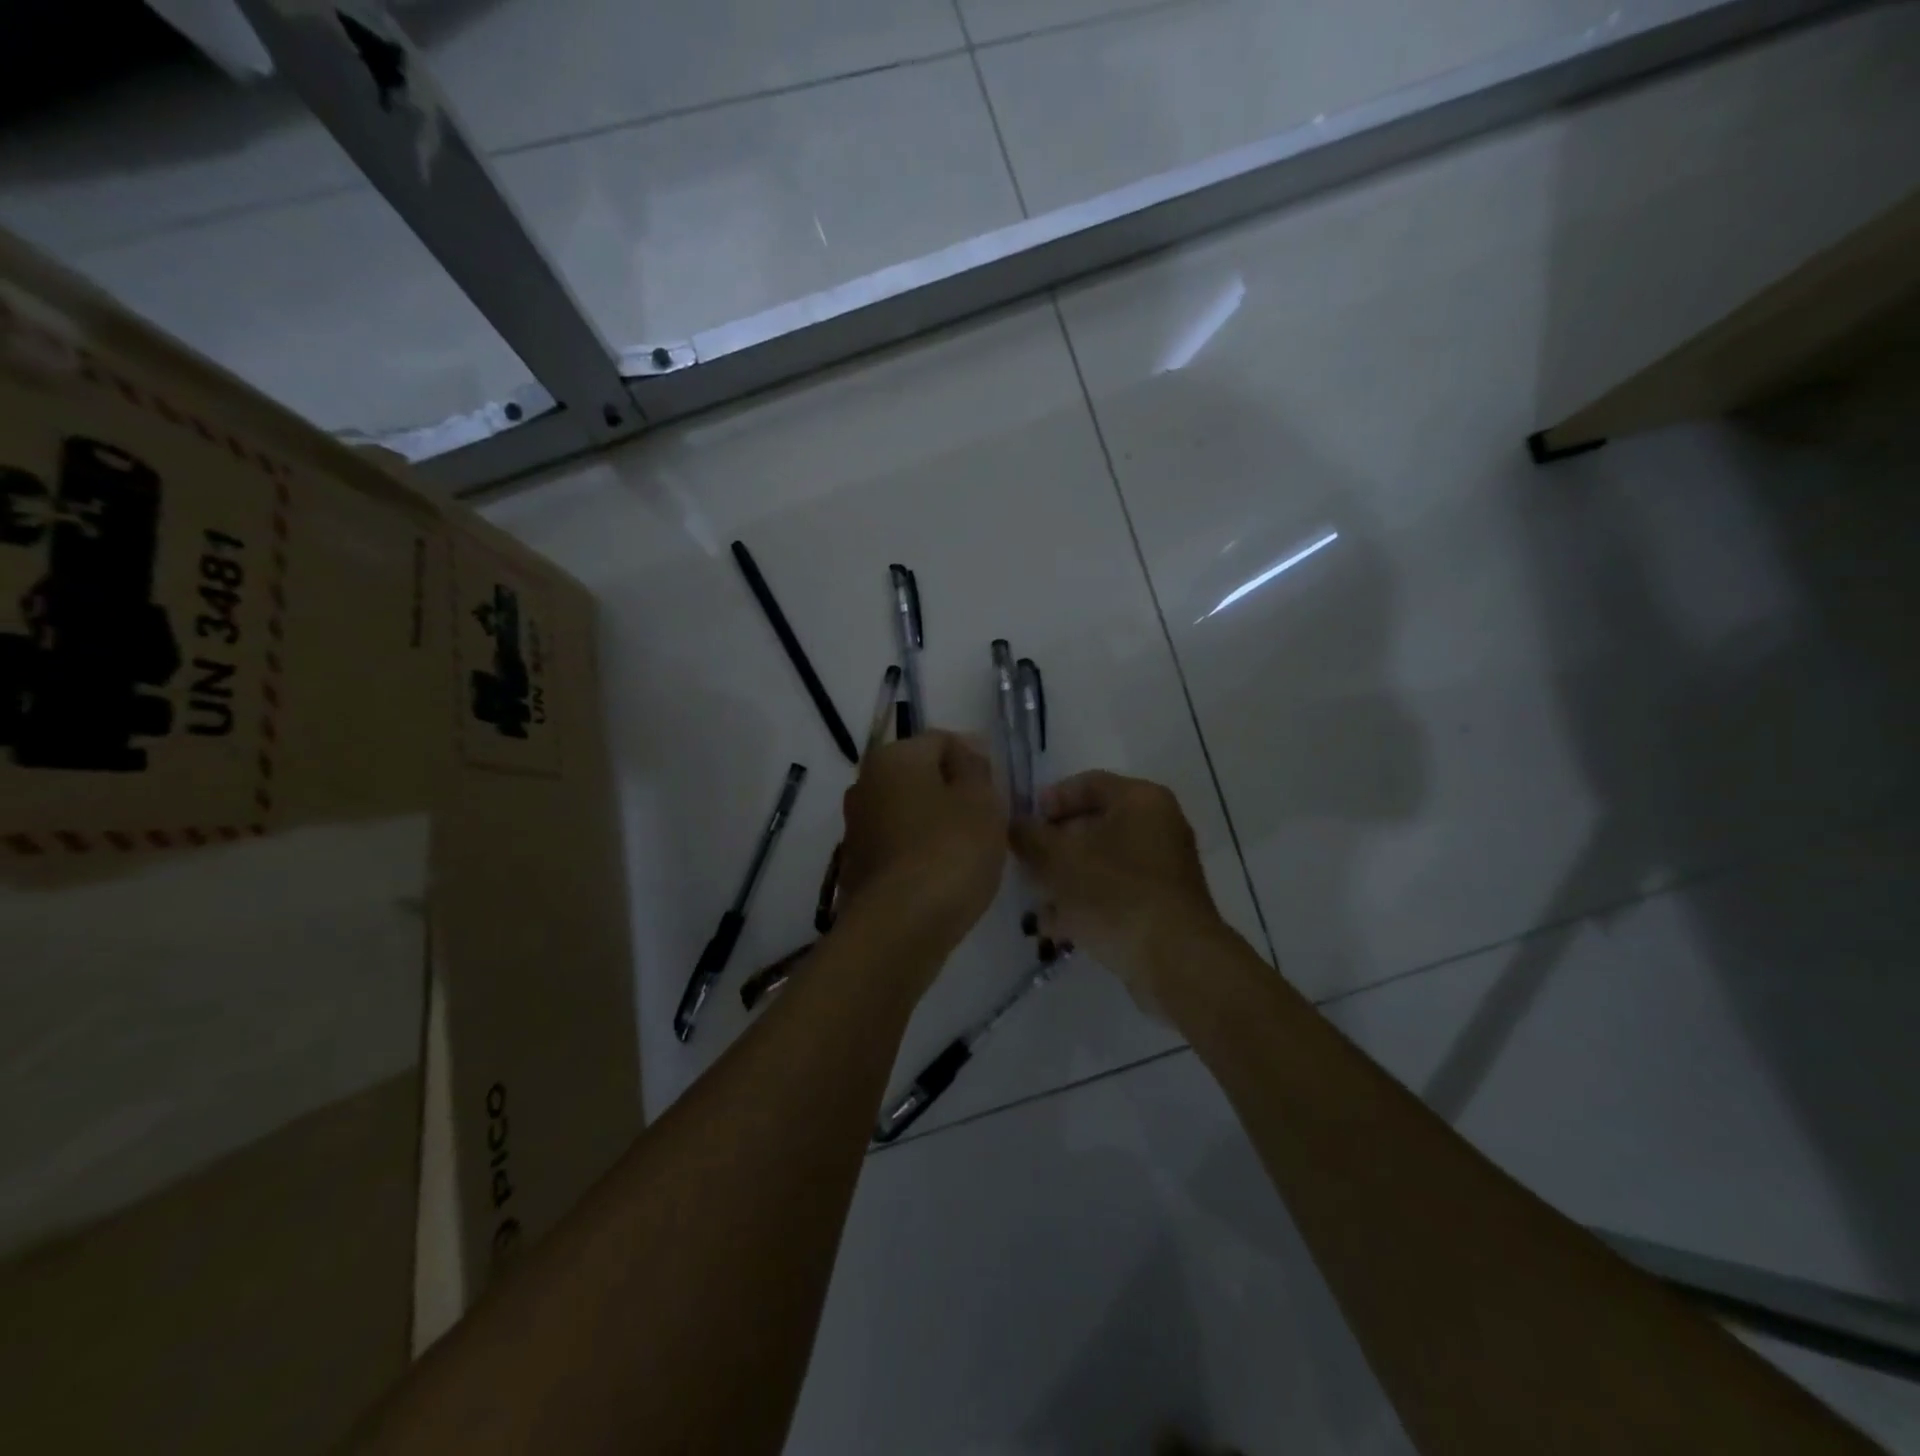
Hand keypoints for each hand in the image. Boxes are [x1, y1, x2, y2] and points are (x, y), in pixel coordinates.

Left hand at [837, 731, 1007, 971]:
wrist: (899, 927)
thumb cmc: (949, 852)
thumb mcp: (981, 801)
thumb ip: (976, 769)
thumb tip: (964, 756)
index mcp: (893, 757)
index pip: (942, 740)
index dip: (975, 759)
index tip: (999, 790)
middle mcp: (865, 784)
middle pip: (921, 776)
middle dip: (954, 791)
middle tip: (988, 820)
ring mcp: (856, 827)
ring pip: (909, 811)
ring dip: (937, 823)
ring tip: (969, 851)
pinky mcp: (856, 865)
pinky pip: (898, 845)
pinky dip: (920, 852)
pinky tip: (943, 875)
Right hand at [1010, 771, 1227, 1012]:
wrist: (1175, 961)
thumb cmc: (1115, 895)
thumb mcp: (1059, 861)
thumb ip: (1029, 836)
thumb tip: (1014, 824)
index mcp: (1140, 800)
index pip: (1087, 783)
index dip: (1049, 800)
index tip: (1022, 824)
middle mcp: (1159, 825)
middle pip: (1093, 824)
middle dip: (1054, 846)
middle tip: (1025, 865)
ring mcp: (1164, 867)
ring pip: (1102, 862)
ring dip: (1066, 879)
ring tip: (1036, 903)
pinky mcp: (1163, 903)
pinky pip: (1116, 891)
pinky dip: (1088, 902)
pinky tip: (1058, 929)